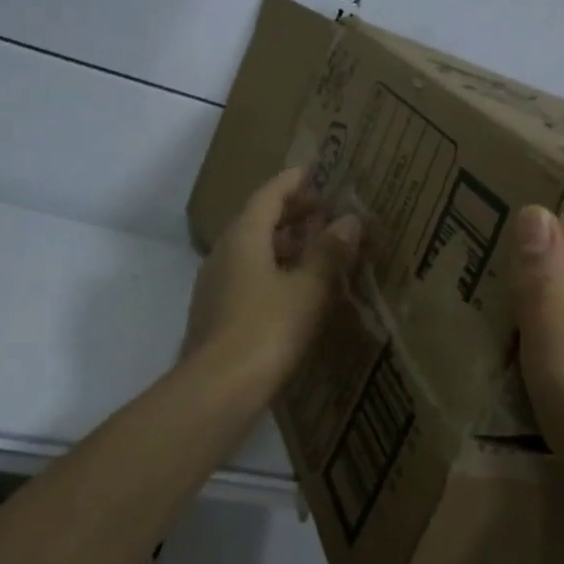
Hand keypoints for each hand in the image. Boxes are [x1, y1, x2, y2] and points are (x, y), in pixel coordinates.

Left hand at [182, 167, 362, 402]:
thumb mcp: (308, 289)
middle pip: (257, 220)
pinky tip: (295, 288)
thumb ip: (329, 253)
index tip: (316, 172)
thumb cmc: (267, 330)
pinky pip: (247, 275)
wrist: (218, 390)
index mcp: (243, 237)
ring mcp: (215, 283)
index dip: (293, 182)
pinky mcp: (216, 312)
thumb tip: (349, 220)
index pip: (268, 195)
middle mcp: (223, 253)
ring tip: (316, 249)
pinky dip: (273, 269)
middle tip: (323, 211)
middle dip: (290, 212)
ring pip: (251, 250)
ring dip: (283, 243)